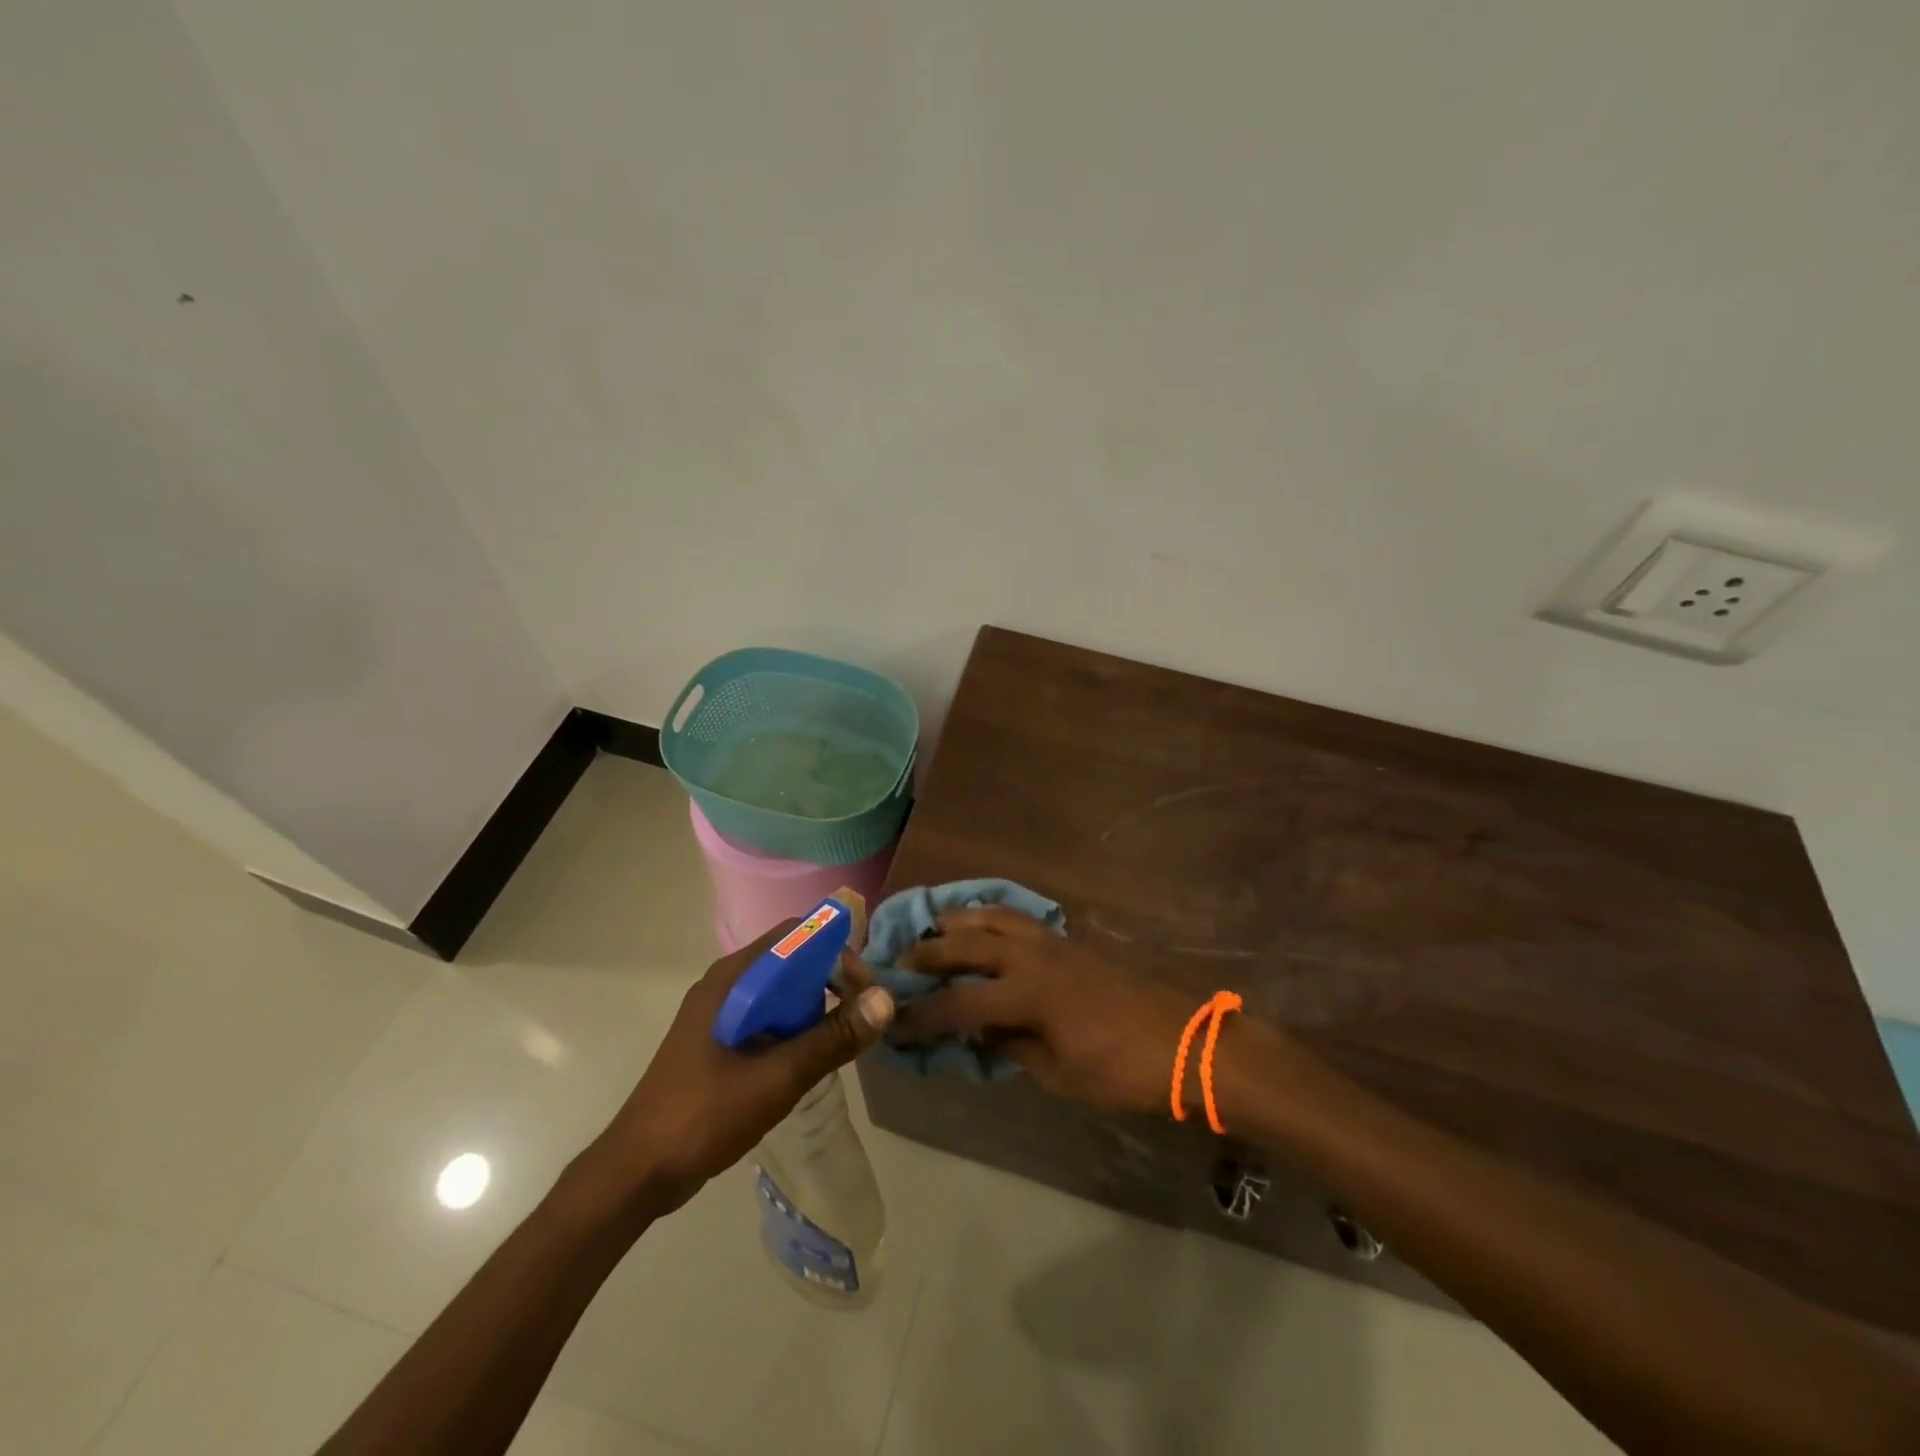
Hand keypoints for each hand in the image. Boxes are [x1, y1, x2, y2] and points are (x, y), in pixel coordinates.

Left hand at [586, 920, 893, 1214]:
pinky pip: (767, 1019)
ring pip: (781, 993)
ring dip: (813, 1010)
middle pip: (792, 962)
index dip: (837, 953)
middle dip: (830, 984)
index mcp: (733, 979)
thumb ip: (832, 1038)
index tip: (864, 990)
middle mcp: (726, 985)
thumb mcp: (777, 1077)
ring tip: (838, 1045)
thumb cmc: (704, 1116)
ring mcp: (719, 1014)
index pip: (797, 936)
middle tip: (859, 1021)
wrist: (636, 1172)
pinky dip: (793, 1030)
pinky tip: (806, 1062)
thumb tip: (885, 1001)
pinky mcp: (718, 1041)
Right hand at [895, 906, 1197, 1116]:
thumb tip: (980, 1031)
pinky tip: (984, 928)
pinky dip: (991, 917)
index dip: (922, 1016)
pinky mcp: (1069, 940)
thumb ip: (1012, 1047)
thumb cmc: (1122, 1070)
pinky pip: (1018, 917)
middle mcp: (1032, 956)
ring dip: (958, 921)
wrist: (1185, 1042)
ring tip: (935, 930)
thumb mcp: (1059, 1074)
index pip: (959, 1003)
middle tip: (899, 963)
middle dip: (928, 953)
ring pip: (993, 916)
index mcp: (1027, 994)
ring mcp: (1053, 941)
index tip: (893, 1024)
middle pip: (967, 944)